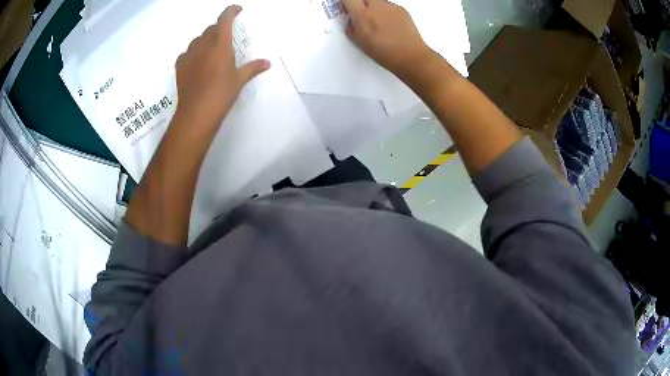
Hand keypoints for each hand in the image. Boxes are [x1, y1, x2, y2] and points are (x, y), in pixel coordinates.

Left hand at [174, 5, 270, 129]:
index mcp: (220, 43)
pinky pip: (187, 52)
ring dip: (206, 39)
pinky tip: (197, 61)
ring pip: (198, 39)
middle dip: (220, 28)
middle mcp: (203, 44)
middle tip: (226, 35)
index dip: (231, 11)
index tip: (237, 9)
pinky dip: (194, 52)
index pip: (225, 19)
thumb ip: (253, 68)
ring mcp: (189, 55)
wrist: (196, 113)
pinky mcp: (180, 66)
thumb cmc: (221, 94)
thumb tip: (267, 63)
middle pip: (211, 28)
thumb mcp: (239, 80)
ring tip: (211, 49)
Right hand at [343, 0, 432, 79]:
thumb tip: (351, 21)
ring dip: (373, 6)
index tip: (346, 7)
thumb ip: (352, 28)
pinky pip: (389, 6)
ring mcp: (390, 6)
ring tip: (378, 21)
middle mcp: (376, 6)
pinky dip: (386, 11)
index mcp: (362, 15)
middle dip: (360, 2)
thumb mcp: (360, 43)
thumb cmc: (384, 53)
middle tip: (361, 12)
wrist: (410, 56)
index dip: (346, 2)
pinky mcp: (401, 9)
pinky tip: (390, 24)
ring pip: (377, 1)